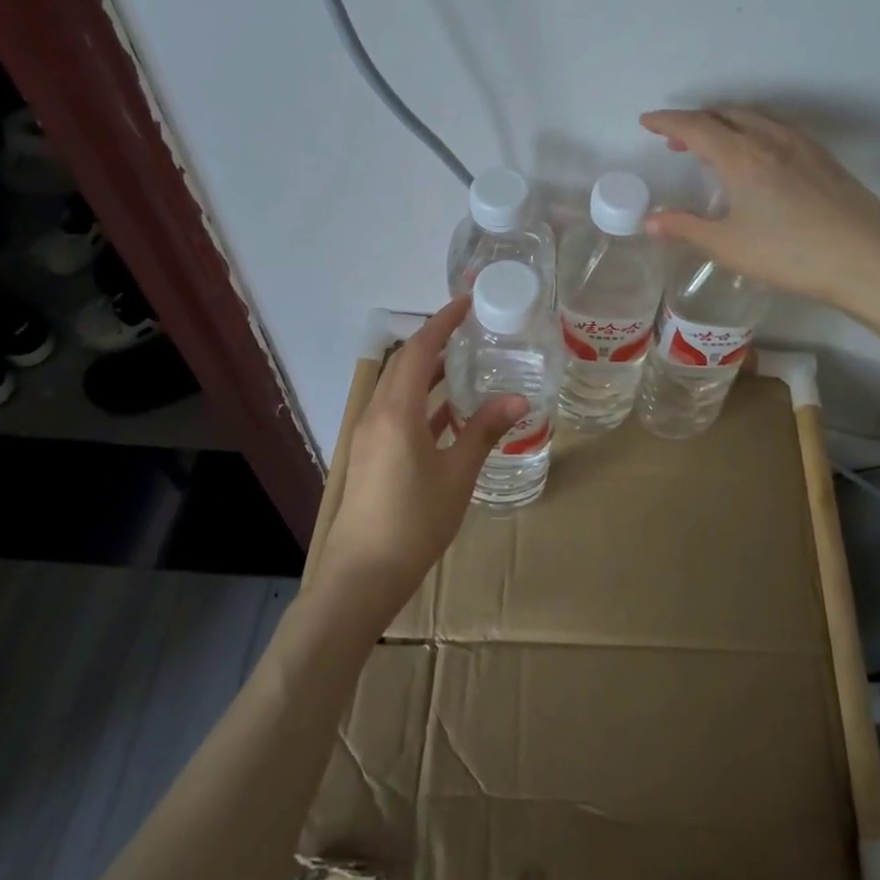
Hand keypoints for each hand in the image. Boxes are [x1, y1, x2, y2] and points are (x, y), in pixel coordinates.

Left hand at [316, 297, 527, 618]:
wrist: (361, 577)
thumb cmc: (413, 522)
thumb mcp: (457, 475)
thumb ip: (484, 432)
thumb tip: (519, 398)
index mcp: (396, 412)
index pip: (419, 349)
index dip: (442, 322)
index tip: (467, 302)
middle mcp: (377, 414)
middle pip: (405, 364)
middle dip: (435, 341)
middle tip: (471, 331)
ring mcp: (370, 435)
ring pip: (399, 388)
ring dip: (428, 371)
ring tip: (465, 363)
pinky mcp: (371, 455)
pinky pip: (397, 412)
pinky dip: (422, 401)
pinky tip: (450, 412)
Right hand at [641, 106, 879, 325]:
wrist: (867, 258)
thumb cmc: (790, 254)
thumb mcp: (728, 246)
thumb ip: (686, 228)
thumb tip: (650, 222)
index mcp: (741, 156)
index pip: (694, 126)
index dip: (666, 122)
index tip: (646, 122)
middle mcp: (769, 139)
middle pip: (725, 114)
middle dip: (695, 121)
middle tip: (676, 140)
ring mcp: (801, 144)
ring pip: (754, 118)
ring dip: (726, 124)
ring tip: (713, 146)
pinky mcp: (823, 157)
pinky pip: (777, 128)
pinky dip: (753, 131)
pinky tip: (758, 157)